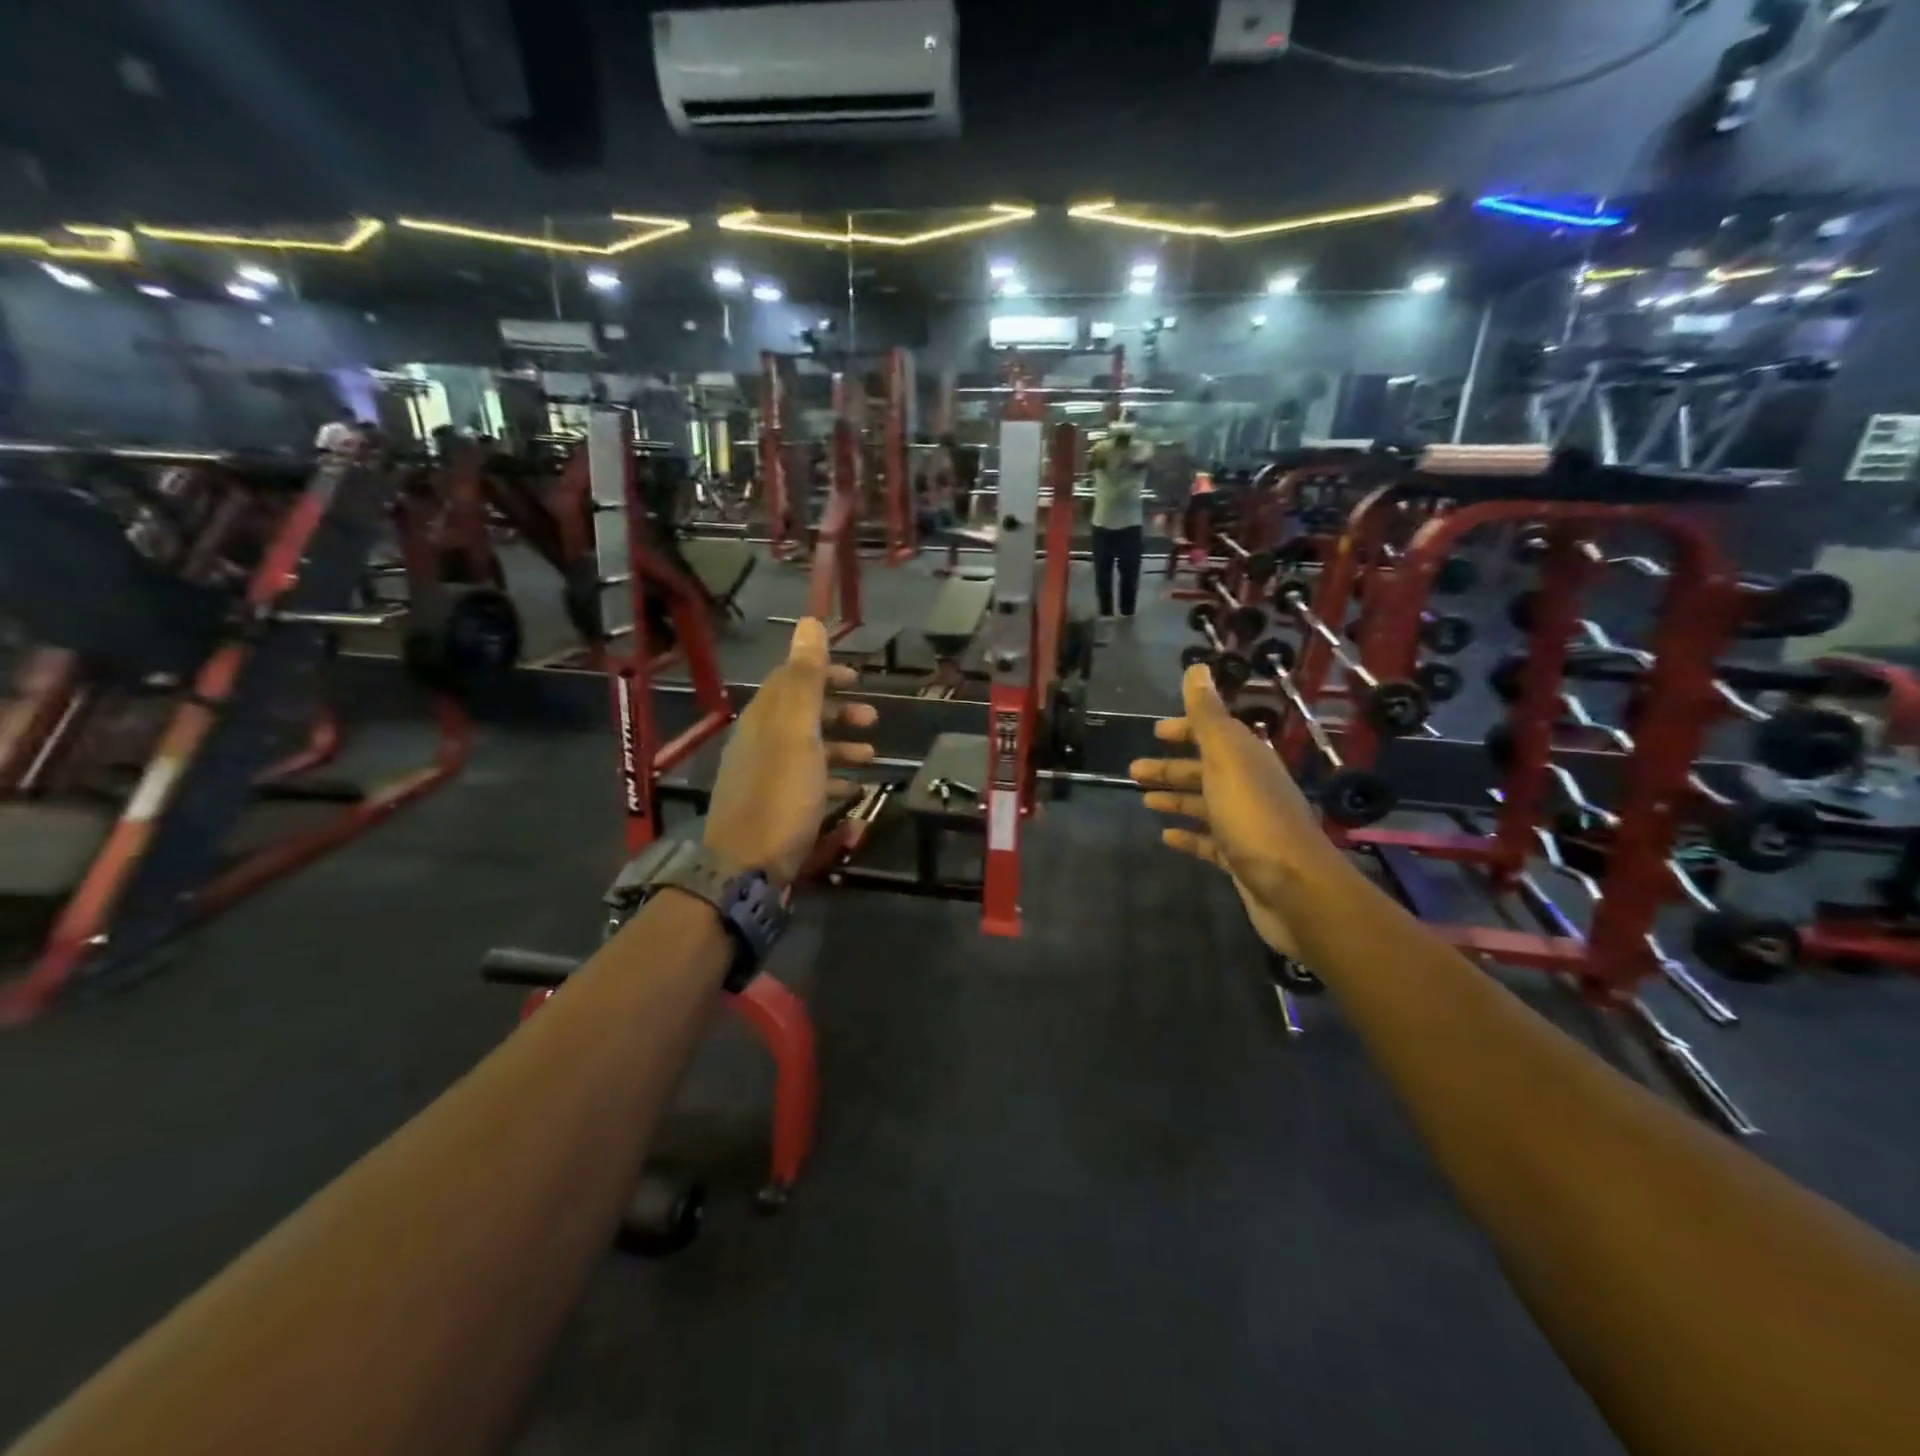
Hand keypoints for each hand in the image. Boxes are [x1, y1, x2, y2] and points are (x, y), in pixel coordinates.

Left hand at [704, 619, 876, 884]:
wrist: (746, 868)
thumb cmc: (780, 795)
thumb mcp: (797, 732)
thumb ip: (805, 679)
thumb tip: (808, 622)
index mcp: (763, 719)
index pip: (790, 680)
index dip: (824, 674)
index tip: (858, 679)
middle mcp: (759, 743)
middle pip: (801, 715)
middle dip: (839, 712)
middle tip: (874, 719)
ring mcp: (764, 778)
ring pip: (807, 750)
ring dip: (840, 747)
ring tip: (871, 757)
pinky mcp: (773, 809)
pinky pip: (807, 783)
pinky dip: (832, 780)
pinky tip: (853, 793)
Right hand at [1130, 665, 1344, 956]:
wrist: (1294, 889)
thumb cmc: (1254, 817)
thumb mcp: (1226, 758)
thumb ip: (1208, 715)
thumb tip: (1196, 668)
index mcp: (1247, 759)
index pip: (1214, 734)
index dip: (1186, 729)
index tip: (1155, 732)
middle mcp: (1249, 787)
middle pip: (1205, 770)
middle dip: (1171, 768)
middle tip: (1134, 771)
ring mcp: (1246, 825)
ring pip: (1204, 804)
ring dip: (1175, 798)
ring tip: (1144, 801)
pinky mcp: (1241, 859)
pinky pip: (1208, 841)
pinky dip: (1188, 835)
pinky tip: (1166, 837)